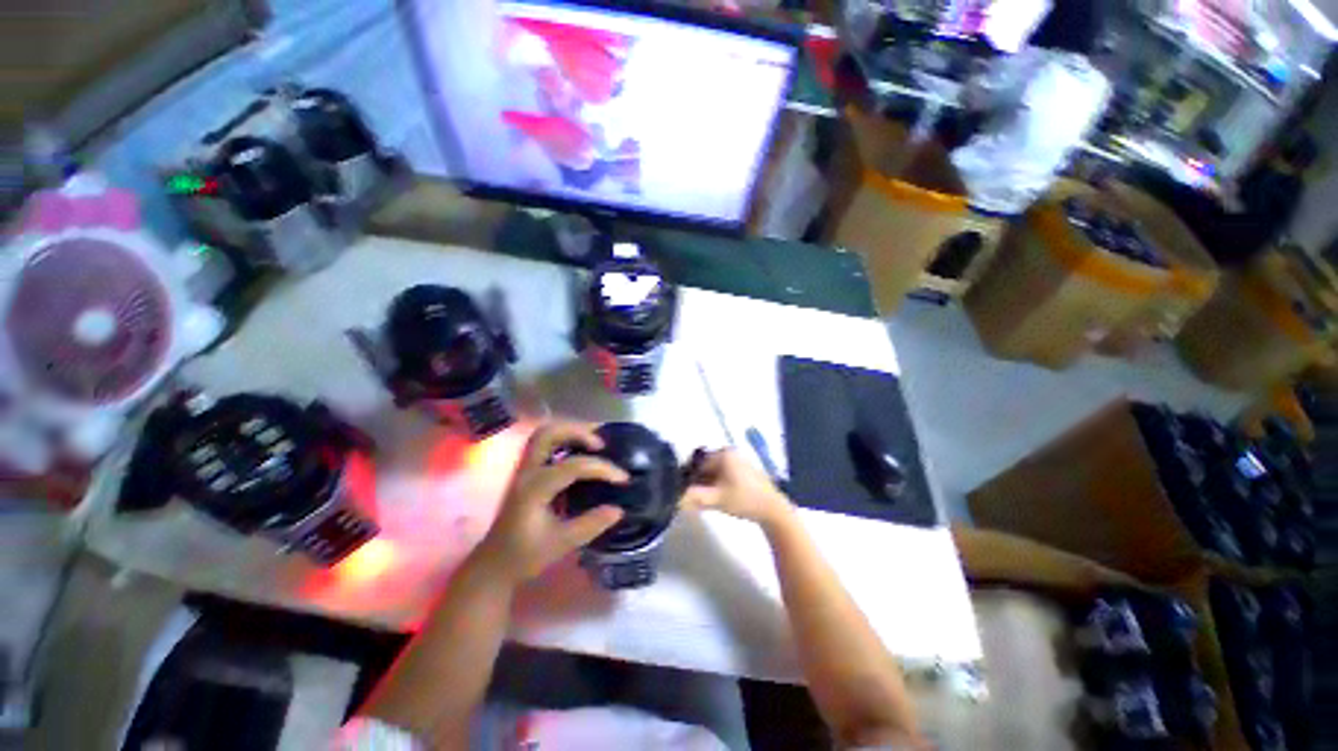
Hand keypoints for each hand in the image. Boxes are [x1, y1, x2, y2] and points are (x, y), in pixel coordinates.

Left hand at [475, 422, 627, 583]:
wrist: (494, 564)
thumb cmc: (525, 555)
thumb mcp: (561, 544)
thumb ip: (590, 525)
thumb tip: (619, 509)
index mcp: (534, 489)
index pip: (573, 466)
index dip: (602, 468)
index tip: (623, 479)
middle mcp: (527, 472)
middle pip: (549, 433)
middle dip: (579, 432)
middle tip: (603, 445)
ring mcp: (524, 469)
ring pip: (545, 434)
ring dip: (571, 431)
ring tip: (595, 443)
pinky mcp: (527, 471)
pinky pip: (545, 444)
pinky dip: (565, 439)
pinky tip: (581, 450)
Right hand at [681, 449, 792, 528]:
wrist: (773, 510)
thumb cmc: (743, 499)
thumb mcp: (716, 499)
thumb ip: (694, 498)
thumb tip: (675, 499)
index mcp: (724, 454)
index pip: (698, 464)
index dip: (690, 479)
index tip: (684, 493)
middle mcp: (730, 453)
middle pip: (706, 467)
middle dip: (698, 482)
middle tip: (693, 499)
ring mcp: (738, 462)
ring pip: (714, 473)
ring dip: (707, 485)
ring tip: (704, 501)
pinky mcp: (744, 472)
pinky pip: (723, 476)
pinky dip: (717, 486)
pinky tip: (716, 499)